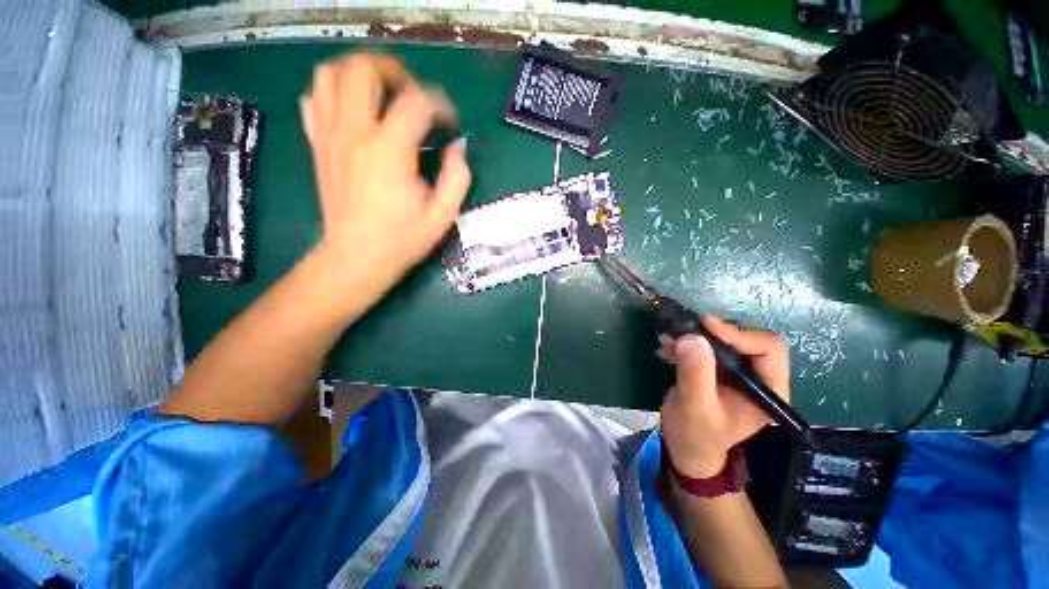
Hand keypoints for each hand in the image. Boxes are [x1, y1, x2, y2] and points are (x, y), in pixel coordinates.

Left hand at [300, 53, 471, 297]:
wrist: (356, 258)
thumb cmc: (402, 240)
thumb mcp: (443, 216)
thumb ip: (458, 177)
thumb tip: (458, 148)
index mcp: (390, 151)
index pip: (417, 102)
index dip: (440, 105)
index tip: (449, 124)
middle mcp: (355, 133)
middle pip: (364, 68)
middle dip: (395, 72)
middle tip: (413, 95)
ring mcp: (330, 136)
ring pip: (331, 74)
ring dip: (360, 73)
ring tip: (383, 94)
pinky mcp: (317, 145)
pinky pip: (314, 99)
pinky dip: (333, 93)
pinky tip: (353, 112)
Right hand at [658, 316, 789, 478]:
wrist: (684, 447)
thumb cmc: (695, 434)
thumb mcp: (695, 406)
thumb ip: (696, 374)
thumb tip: (693, 337)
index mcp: (768, 391)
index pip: (767, 349)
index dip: (738, 334)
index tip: (706, 326)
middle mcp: (758, 378)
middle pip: (745, 339)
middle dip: (713, 333)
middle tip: (684, 331)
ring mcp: (737, 373)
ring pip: (724, 340)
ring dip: (695, 336)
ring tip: (668, 338)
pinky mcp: (717, 370)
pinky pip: (706, 346)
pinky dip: (686, 342)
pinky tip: (666, 347)